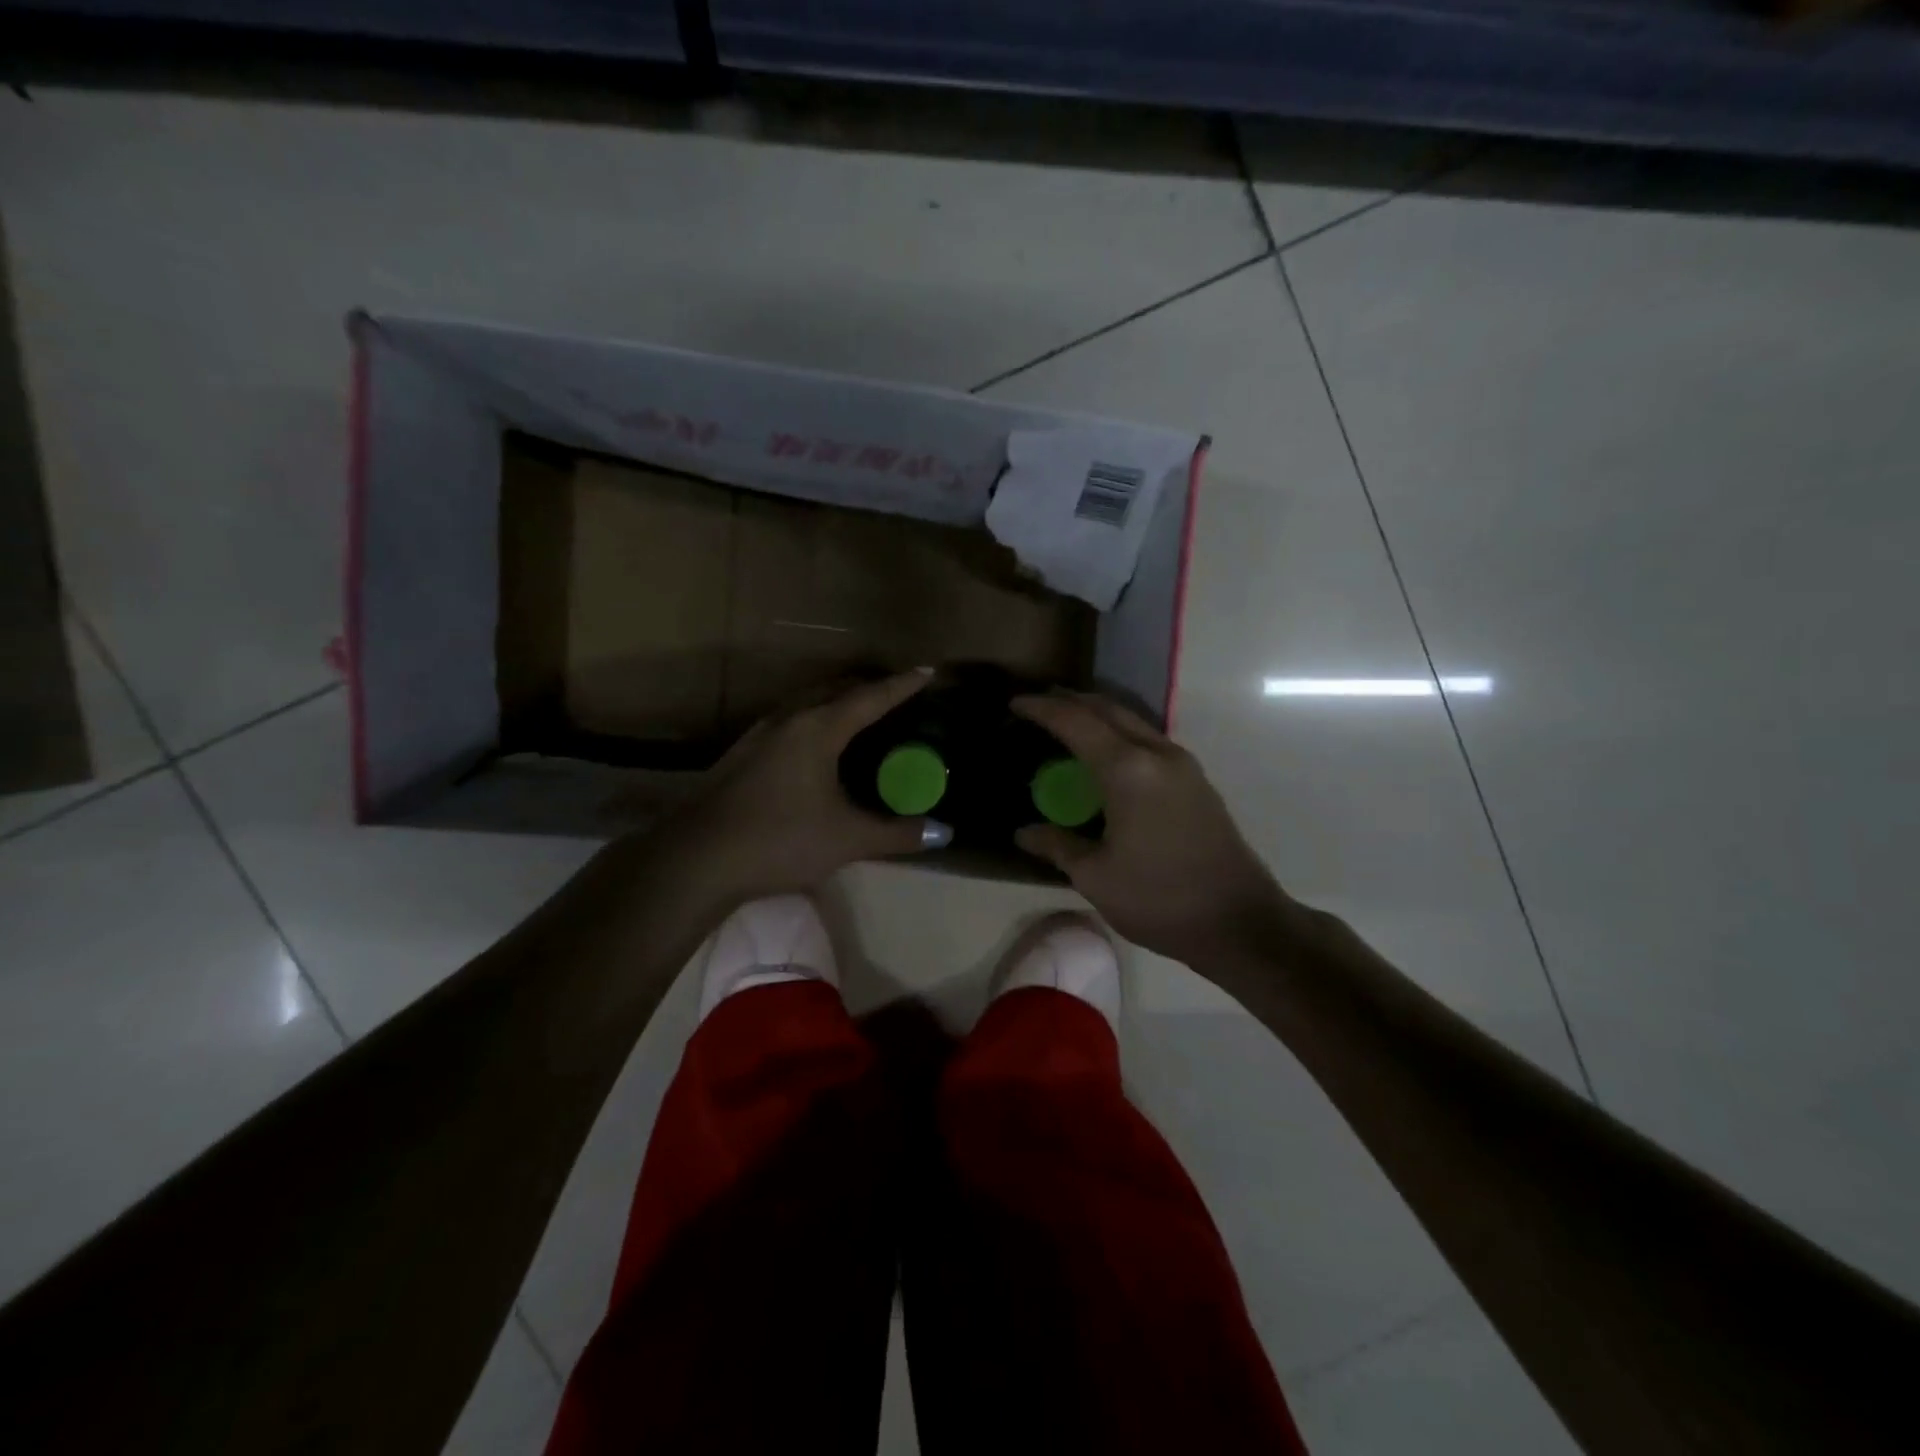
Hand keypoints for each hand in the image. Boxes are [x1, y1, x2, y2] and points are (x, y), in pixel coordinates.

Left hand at [666, 669, 942, 899]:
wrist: (697, 859)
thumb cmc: (780, 839)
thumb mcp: (847, 839)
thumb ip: (898, 833)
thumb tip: (944, 833)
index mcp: (818, 729)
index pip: (870, 698)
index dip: (901, 685)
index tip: (927, 671)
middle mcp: (788, 720)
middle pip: (834, 690)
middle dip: (867, 687)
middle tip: (894, 694)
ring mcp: (759, 735)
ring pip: (805, 703)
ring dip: (835, 701)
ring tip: (857, 715)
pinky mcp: (741, 755)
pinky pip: (788, 722)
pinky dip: (813, 721)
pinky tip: (814, 748)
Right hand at [1012, 692, 1286, 964]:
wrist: (1239, 922)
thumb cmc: (1159, 899)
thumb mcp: (1096, 876)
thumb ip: (1057, 845)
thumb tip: (1024, 832)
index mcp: (1128, 770)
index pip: (1076, 722)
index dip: (1042, 709)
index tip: (1015, 703)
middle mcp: (1157, 754)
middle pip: (1108, 709)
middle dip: (1070, 702)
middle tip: (1038, 707)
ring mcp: (1182, 764)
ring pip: (1132, 721)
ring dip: (1097, 715)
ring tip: (1066, 725)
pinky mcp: (1196, 780)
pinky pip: (1148, 739)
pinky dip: (1118, 734)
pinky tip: (1104, 756)